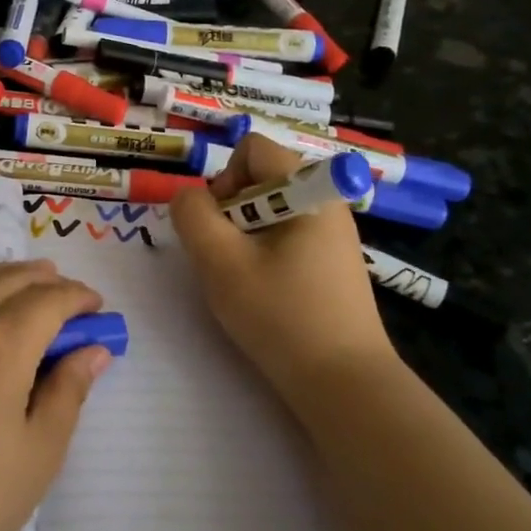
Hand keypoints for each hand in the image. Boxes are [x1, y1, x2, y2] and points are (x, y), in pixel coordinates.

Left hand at [0, 259, 110, 530]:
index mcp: (1, 345)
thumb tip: (94, 350)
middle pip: (11, 280)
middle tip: (73, 303)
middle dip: (48, 281)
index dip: (79, 298)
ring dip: (8, 275)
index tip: (99, 310)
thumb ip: (69, 389)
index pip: (49, 300)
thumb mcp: (40, 449)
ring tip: (32, 283)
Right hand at [170, 134, 394, 413]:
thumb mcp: (221, 262)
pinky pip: (287, 235)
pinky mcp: (333, 261)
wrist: (343, 382)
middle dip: (232, 210)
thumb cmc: (280, 315)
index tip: (221, 227)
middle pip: (261, 178)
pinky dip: (265, 252)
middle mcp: (327, 200)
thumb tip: (188, 197)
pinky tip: (267, 292)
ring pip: (270, 210)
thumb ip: (193, 217)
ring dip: (245, 235)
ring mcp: (333, 232)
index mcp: (308, 189)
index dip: (224, 179)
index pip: (252, 148)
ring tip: (246, 278)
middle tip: (228, 258)